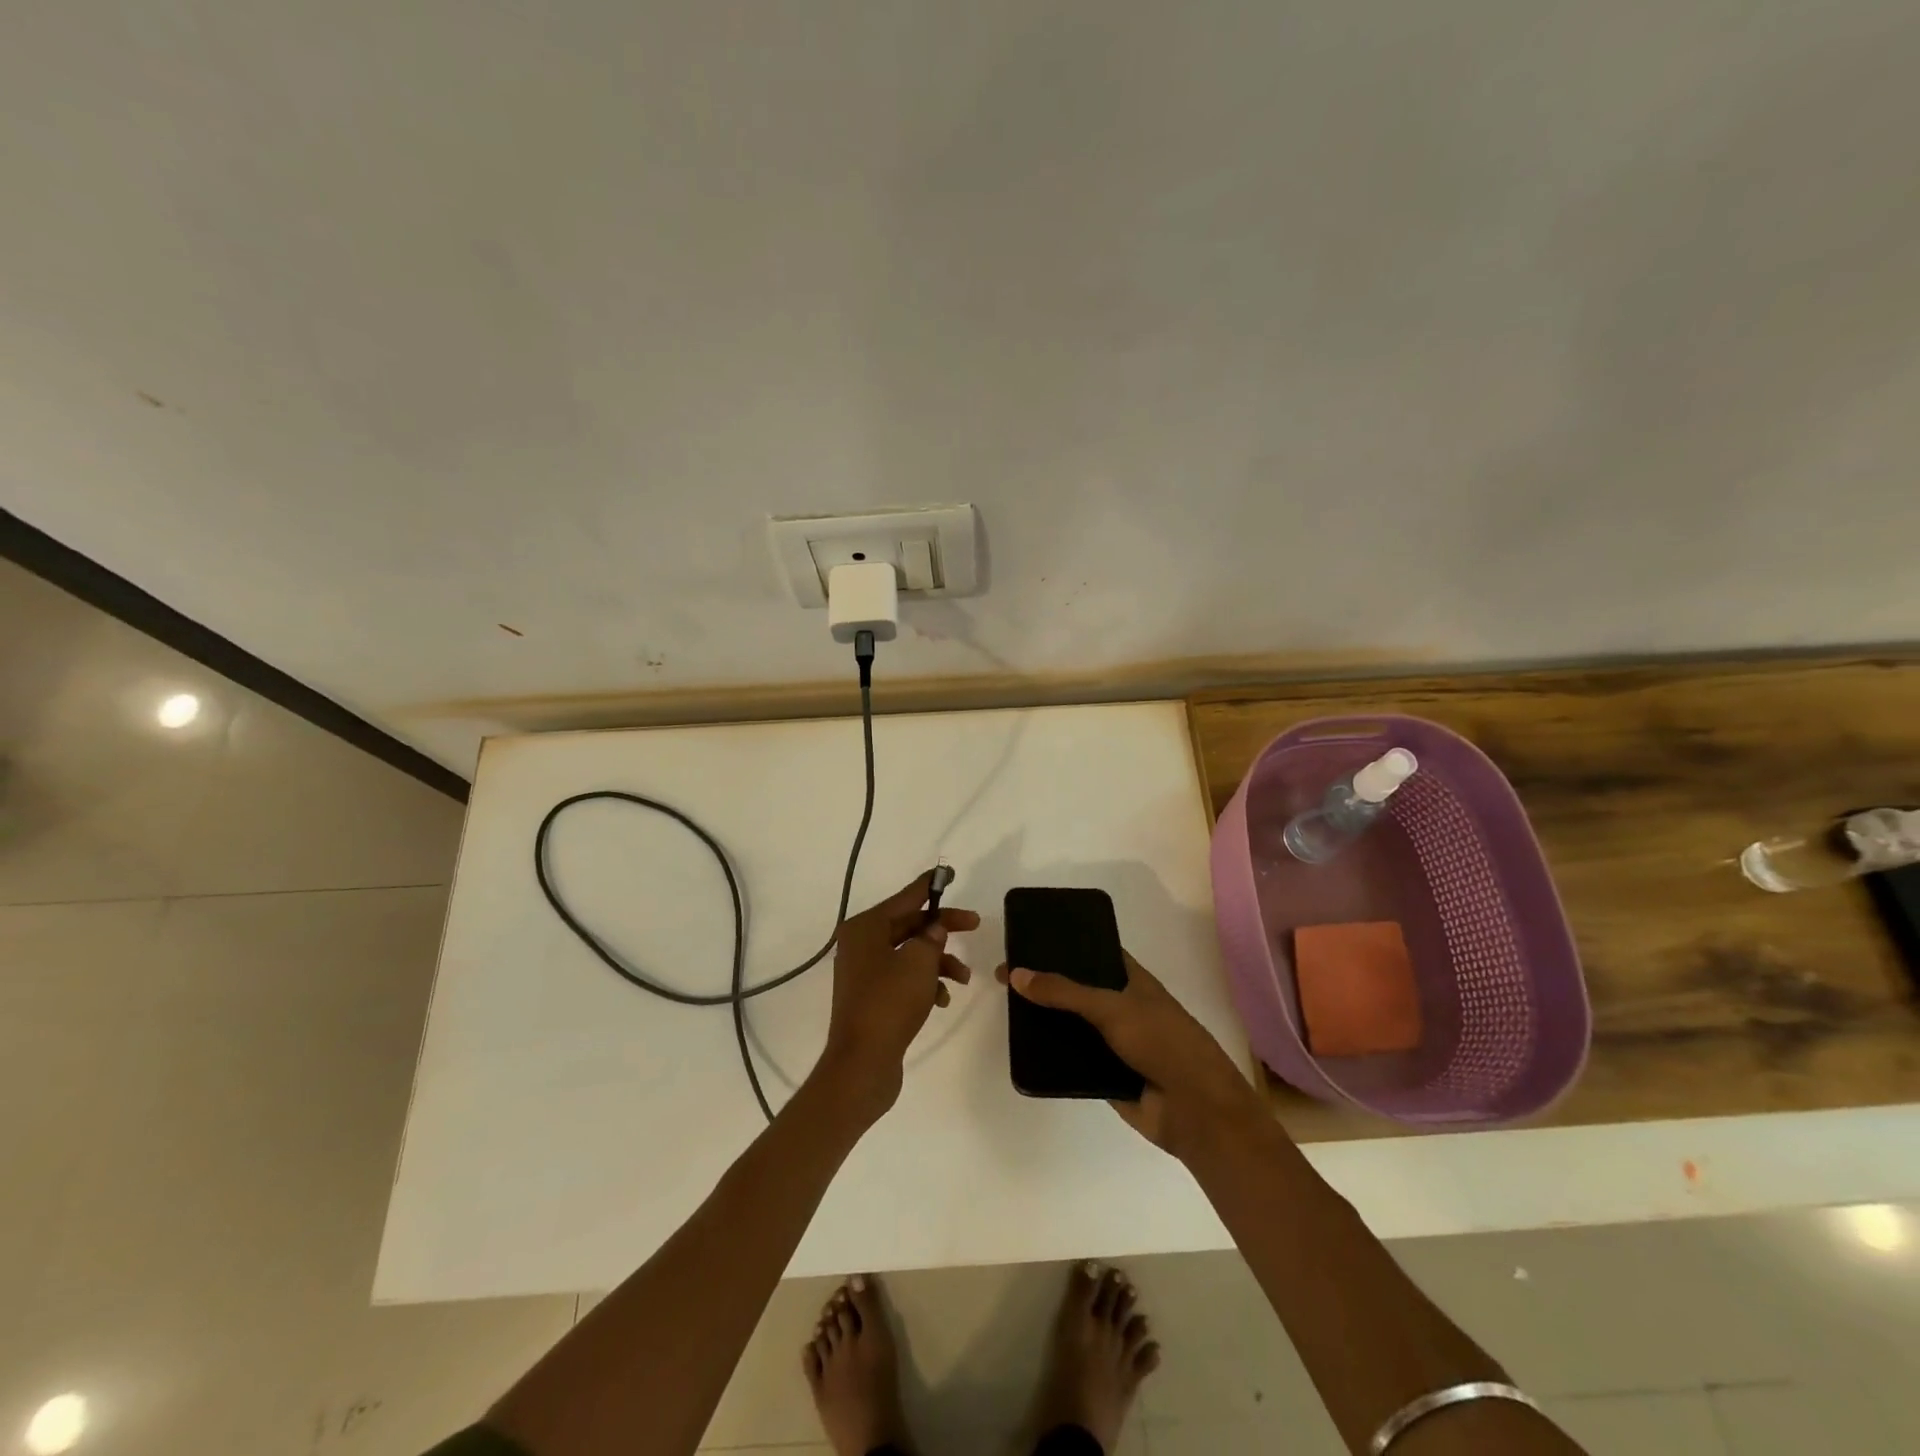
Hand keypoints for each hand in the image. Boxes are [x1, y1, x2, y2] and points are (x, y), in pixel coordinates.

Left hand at [817, 872, 979, 1117]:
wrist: (862, 1063)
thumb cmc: (889, 1003)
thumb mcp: (919, 962)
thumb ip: (932, 937)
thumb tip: (934, 930)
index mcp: (865, 928)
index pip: (905, 898)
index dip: (929, 886)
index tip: (949, 873)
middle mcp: (860, 945)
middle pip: (909, 925)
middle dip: (942, 929)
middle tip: (974, 925)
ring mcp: (864, 972)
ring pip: (910, 954)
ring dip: (939, 962)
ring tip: (963, 978)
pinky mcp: (871, 998)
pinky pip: (903, 979)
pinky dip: (925, 984)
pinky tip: (942, 1000)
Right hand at [996, 951, 1264, 1159]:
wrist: (1196, 1111)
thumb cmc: (1163, 1043)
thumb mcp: (1113, 1008)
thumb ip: (1065, 992)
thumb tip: (1017, 973)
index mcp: (1133, 982)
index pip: (1095, 954)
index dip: (1066, 945)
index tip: (1031, 938)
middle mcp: (1122, 1009)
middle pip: (1077, 992)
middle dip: (1047, 985)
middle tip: (1006, 974)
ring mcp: (1114, 1044)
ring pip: (1072, 1027)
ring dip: (1046, 1022)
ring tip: (1007, 1009)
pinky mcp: (1105, 1077)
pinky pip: (1071, 1062)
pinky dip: (1052, 1057)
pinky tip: (1022, 1049)